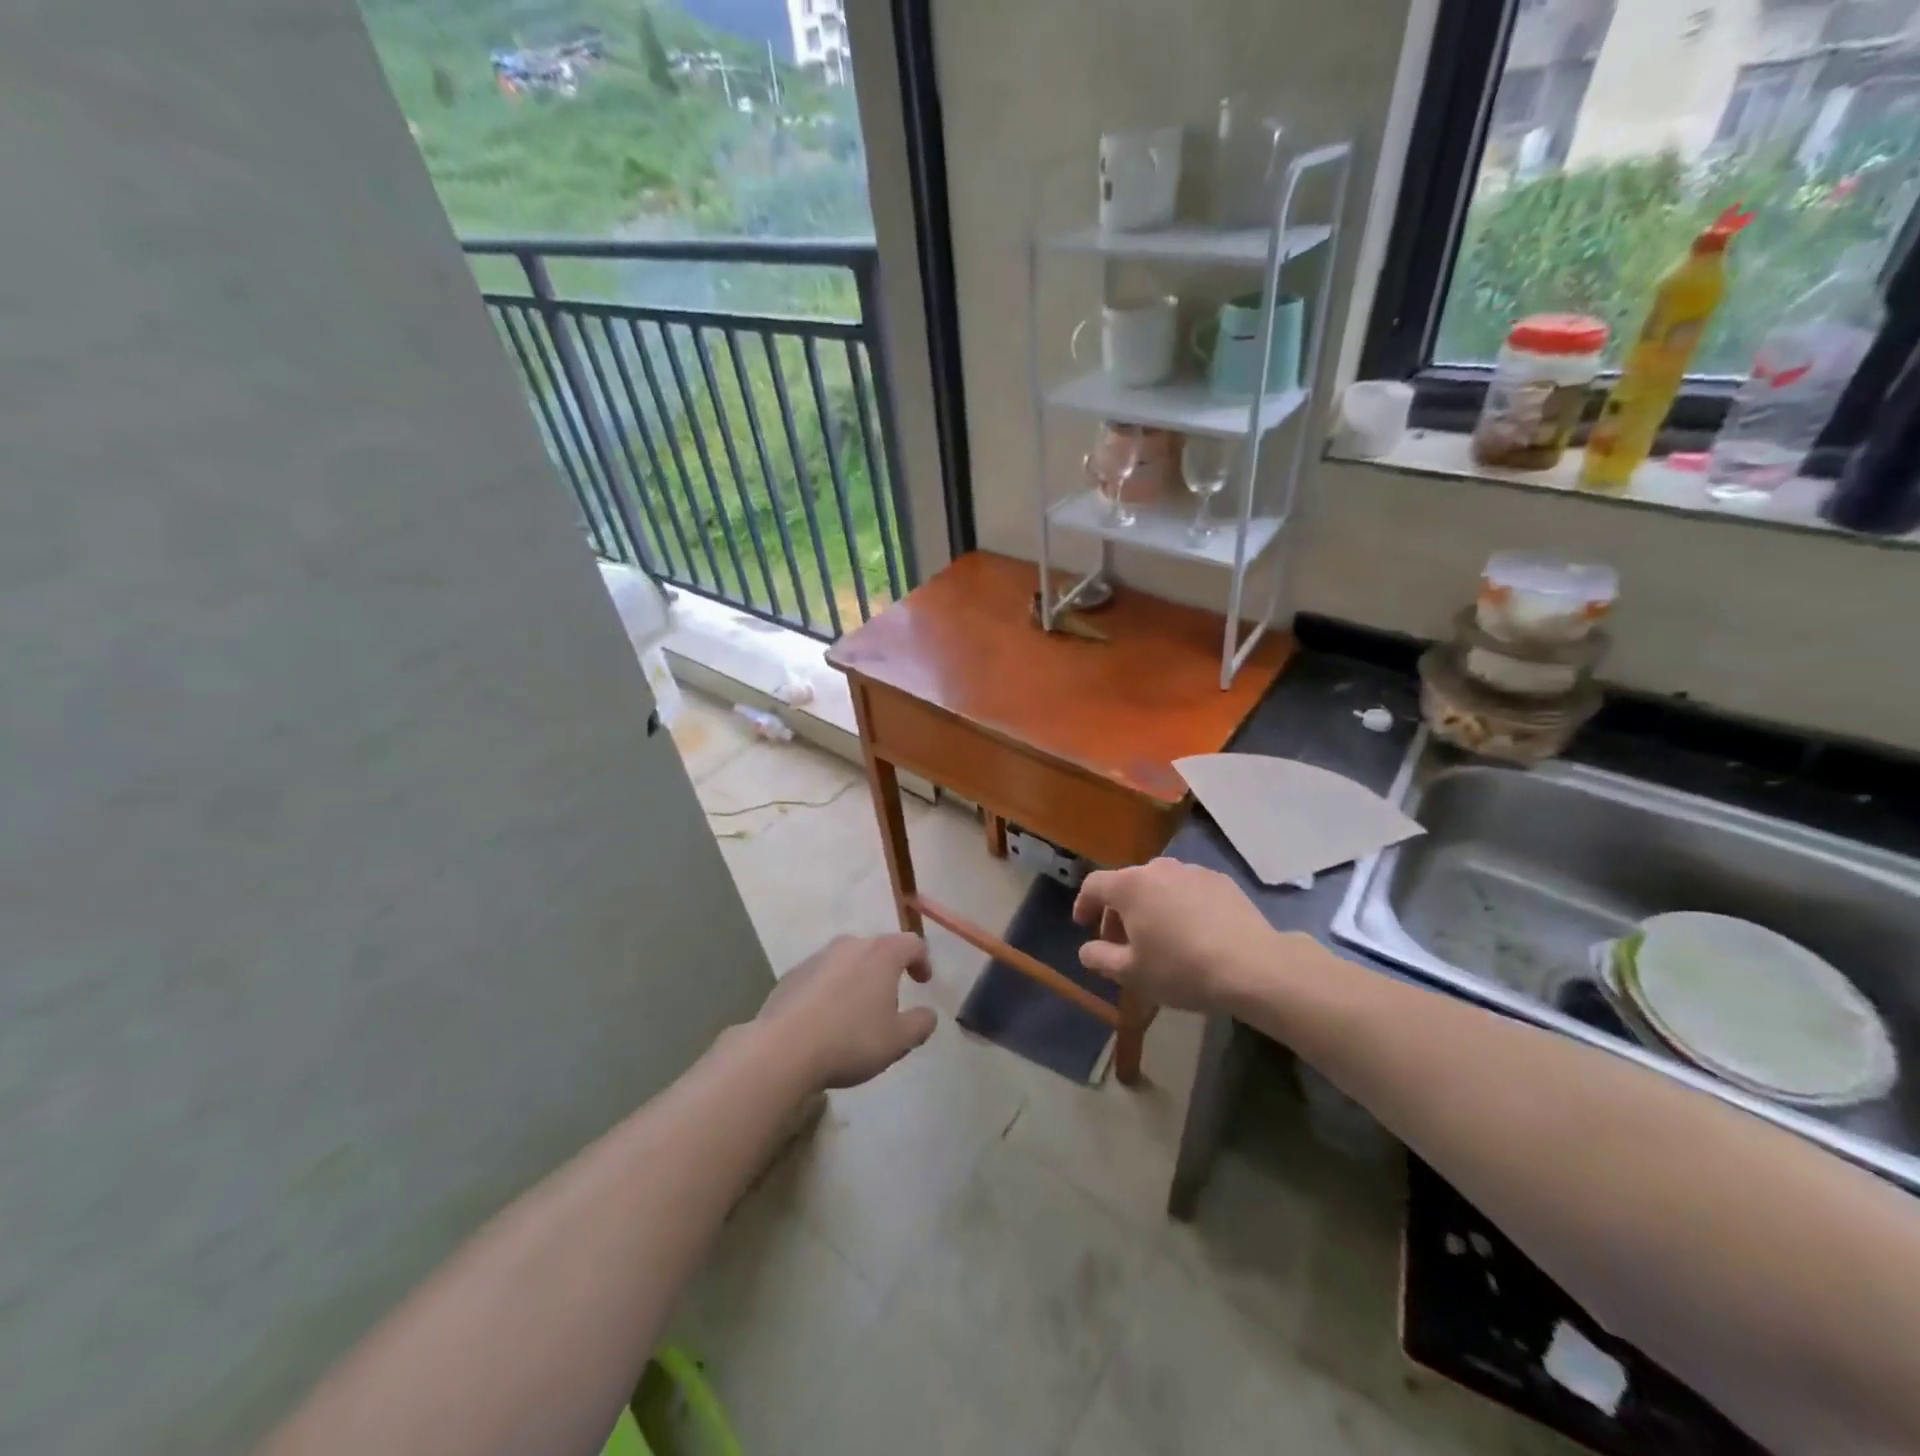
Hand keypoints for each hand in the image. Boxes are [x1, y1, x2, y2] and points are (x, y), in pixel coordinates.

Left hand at [756, 933, 937, 1090]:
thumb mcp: (898, 1040)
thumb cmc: (850, 1040)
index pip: (912, 943)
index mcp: (881, 953)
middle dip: (887, 970)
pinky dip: (830, 990)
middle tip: (890, 1000)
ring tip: (855, 1013)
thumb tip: (928, 1014)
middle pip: (877, 949)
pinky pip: (821, 977)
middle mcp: (850, 945)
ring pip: (846, 961)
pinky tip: (825, 1020)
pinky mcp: (791, 975)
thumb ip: (921, 1024)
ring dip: (857, 979)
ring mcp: (817, 957)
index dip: (922, 961)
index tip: (923, 983)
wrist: (782, 1049)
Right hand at [1072, 859, 1286, 1012]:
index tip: (1083, 925)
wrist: (1253, 966)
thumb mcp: (1131, 973)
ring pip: (1159, 886)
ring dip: (1150, 907)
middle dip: (1118, 911)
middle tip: (1122, 942)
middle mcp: (1158, 868)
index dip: (1083, 904)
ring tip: (1160, 938)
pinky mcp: (1220, 881)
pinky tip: (1192, 933)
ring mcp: (1192, 871)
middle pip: (1127, 884)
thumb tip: (1087, 950)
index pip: (1094, 885)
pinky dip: (1180, 906)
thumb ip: (1099, 958)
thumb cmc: (1181, 969)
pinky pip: (1188, 890)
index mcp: (1130, 885)